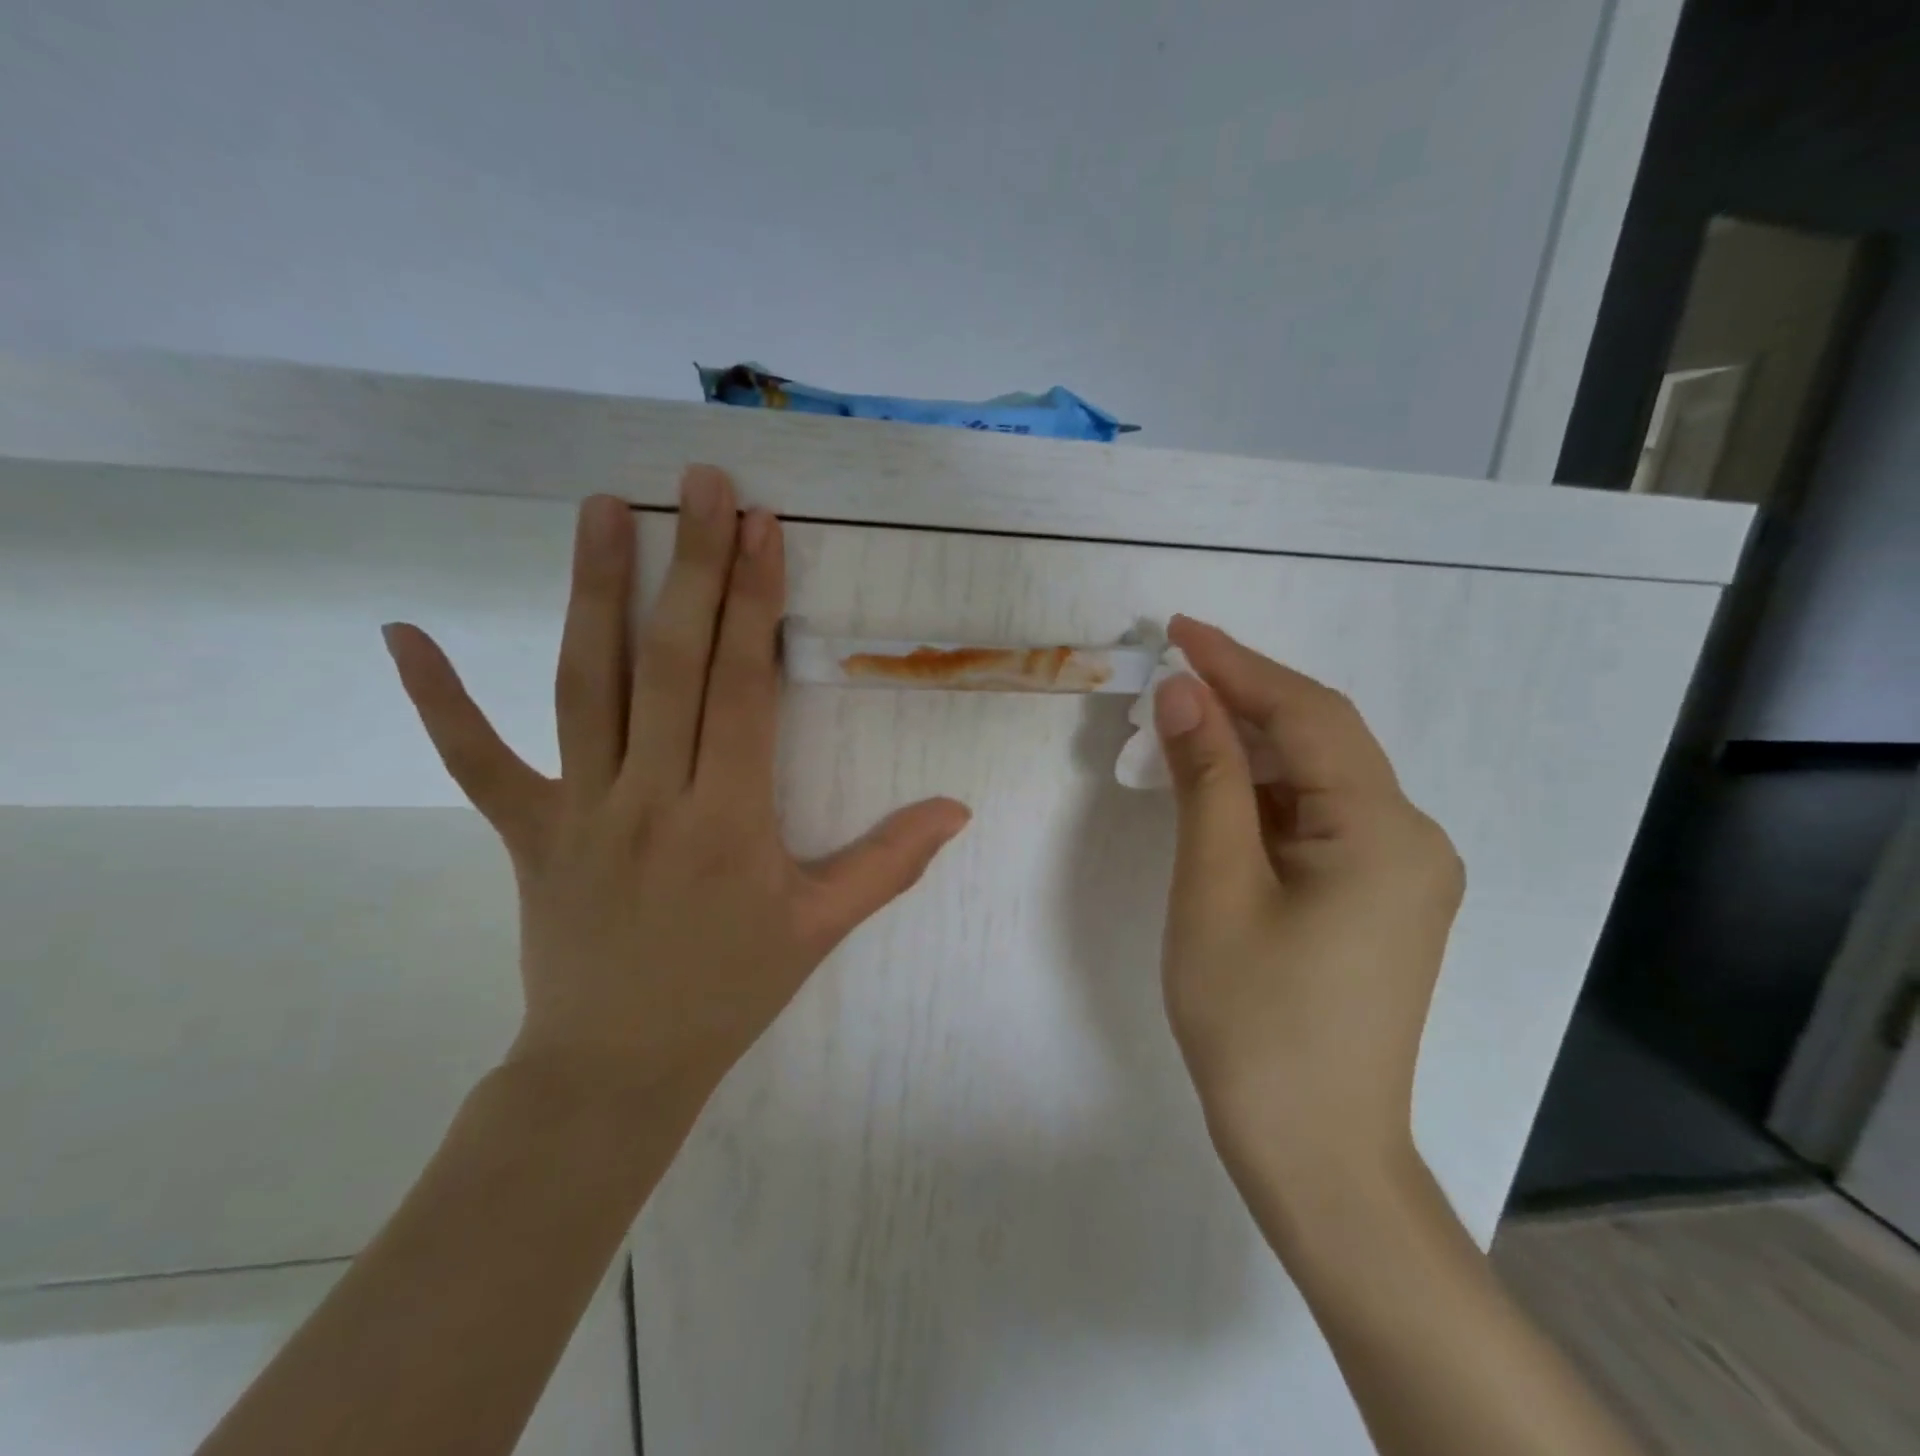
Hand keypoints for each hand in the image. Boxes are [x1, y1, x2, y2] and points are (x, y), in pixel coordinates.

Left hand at [382, 469, 970, 1125]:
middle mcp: (650, 798)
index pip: (740, 689)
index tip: (762, 526)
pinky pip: (477, 762)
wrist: (618, 1067)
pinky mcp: (527, 832)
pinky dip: (439, 700)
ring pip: (584, 687)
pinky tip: (404, 633)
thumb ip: (892, 862)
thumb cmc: (730, 990)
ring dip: (592, 593)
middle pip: (669, 664)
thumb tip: (958, 809)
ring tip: (599, 509)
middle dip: (692, 566)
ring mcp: (578, 810)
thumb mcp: (822, 927)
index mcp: (727, 819)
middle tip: (701, 483)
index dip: (753, 602)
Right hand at [1153, 616, 1463, 1197]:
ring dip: (1246, 749)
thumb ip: (1203, 778)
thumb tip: (1183, 692)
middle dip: (1241, 701)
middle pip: (1318, 740)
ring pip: (1315, 780)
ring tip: (1176, 726)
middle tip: (1167, 674)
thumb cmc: (1254, 1018)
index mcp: (1385, 829)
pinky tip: (1214, 792)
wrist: (1313, 1150)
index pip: (1307, 713)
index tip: (1177, 628)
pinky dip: (1261, 796)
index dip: (1238, 663)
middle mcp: (1411, 838)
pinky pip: (1316, 821)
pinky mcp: (1378, 900)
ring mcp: (1401, 873)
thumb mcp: (1215, 885)